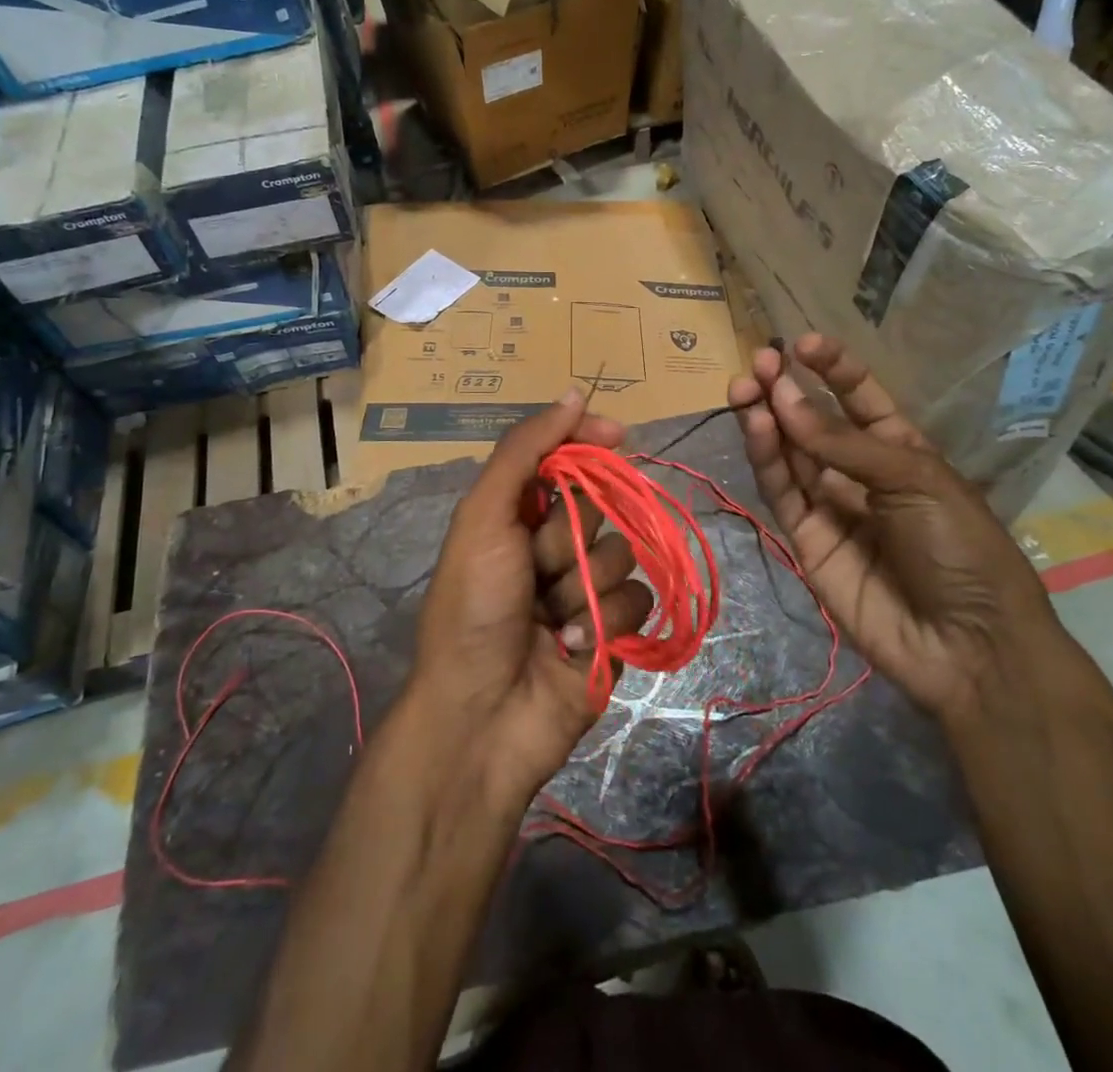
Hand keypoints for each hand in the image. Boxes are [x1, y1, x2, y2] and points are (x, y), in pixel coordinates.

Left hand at [408, 389, 654, 802]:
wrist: (482, 718)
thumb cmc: (474, 608)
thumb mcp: (484, 518)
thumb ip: (525, 452)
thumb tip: (574, 394)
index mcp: (517, 513)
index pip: (566, 456)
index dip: (590, 441)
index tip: (617, 434)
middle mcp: (554, 544)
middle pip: (600, 505)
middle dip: (572, 536)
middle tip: (538, 567)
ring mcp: (586, 587)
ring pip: (624, 553)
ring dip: (587, 586)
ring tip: (551, 620)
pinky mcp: (614, 629)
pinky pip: (639, 600)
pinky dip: (607, 622)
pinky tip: (573, 648)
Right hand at [729, 335, 1062, 727]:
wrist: (967, 645)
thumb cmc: (961, 547)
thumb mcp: (915, 480)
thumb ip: (843, 443)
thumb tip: (781, 401)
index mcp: (900, 450)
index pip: (859, 397)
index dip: (832, 369)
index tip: (804, 344)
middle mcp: (858, 472)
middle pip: (813, 422)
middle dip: (786, 389)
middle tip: (758, 362)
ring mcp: (830, 506)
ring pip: (789, 452)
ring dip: (767, 417)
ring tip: (745, 386)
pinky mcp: (805, 538)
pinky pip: (782, 490)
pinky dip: (767, 457)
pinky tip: (758, 425)